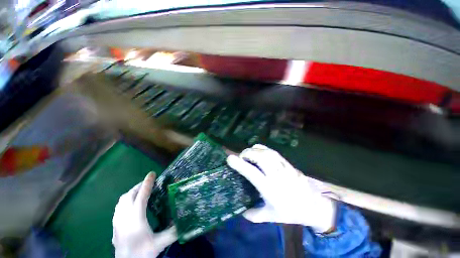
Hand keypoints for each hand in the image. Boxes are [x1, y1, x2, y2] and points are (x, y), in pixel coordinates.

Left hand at [112, 172, 176, 257]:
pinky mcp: (114, 226)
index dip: (147, 183)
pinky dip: (125, 200)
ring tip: (141, 192)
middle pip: (129, 195)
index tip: (152, 173)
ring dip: (132, 192)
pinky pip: (118, 207)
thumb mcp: (160, 243)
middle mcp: (124, 217)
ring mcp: (117, 221)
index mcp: (136, 219)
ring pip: (122, 200)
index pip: (142, 196)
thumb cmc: (142, 253)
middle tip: (150, 183)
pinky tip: (131, 205)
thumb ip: (173, 231)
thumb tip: (185, 220)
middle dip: (139, 186)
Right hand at [227, 144, 335, 232]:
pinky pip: (273, 151)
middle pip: (259, 158)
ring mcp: (283, 167)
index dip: (239, 164)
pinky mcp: (287, 163)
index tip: (229, 158)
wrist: (313, 206)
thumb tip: (240, 211)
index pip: (251, 173)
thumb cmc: (291, 212)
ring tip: (248, 153)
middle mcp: (275, 175)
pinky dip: (263, 148)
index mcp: (269, 189)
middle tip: (240, 157)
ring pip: (266, 152)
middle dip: (247, 154)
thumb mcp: (270, 216)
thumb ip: (254, 215)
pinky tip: (258, 150)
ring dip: (254, 150)